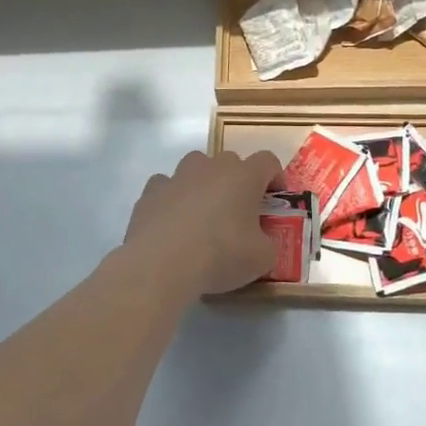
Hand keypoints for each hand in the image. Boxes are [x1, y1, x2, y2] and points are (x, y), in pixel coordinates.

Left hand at [122, 149, 284, 299]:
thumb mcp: (261, 259)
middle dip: (237, 182)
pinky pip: (166, 186)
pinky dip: (172, 198)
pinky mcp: (150, 191)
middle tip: (238, 212)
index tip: (274, 200)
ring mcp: (177, 176)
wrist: (161, 264)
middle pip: (230, 162)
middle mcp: (211, 167)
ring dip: (203, 183)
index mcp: (244, 176)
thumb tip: (261, 242)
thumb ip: (267, 244)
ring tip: (202, 215)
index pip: (268, 161)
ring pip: (195, 167)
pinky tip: (172, 223)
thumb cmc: (220, 255)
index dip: (275, 177)